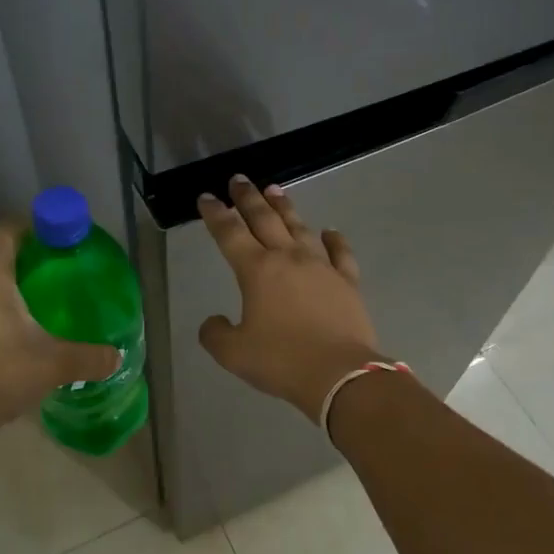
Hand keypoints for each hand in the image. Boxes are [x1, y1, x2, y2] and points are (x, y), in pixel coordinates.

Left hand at [0, 222, 119, 446]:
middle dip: (27, 263)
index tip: (61, 244)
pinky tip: (7, 332)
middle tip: (58, 280)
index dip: (36, 230)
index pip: (10, 230)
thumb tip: (117, 357)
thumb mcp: (52, 365)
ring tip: (36, 307)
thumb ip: (90, 357)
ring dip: (5, 287)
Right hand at [197, 176, 383, 420]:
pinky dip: (334, 240)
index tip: (207, 197)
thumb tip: (213, 321)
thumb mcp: (233, 354)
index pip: (229, 233)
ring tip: (274, 190)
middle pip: (264, 219)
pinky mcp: (347, 282)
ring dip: (285, 207)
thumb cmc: (281, 361)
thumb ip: (215, 334)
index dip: (215, 214)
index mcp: (256, 270)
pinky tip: (329, 231)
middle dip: (248, 198)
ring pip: (299, 227)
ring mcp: (321, 267)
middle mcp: (288, 258)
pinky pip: (340, 253)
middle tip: (238, 179)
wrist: (340, 374)